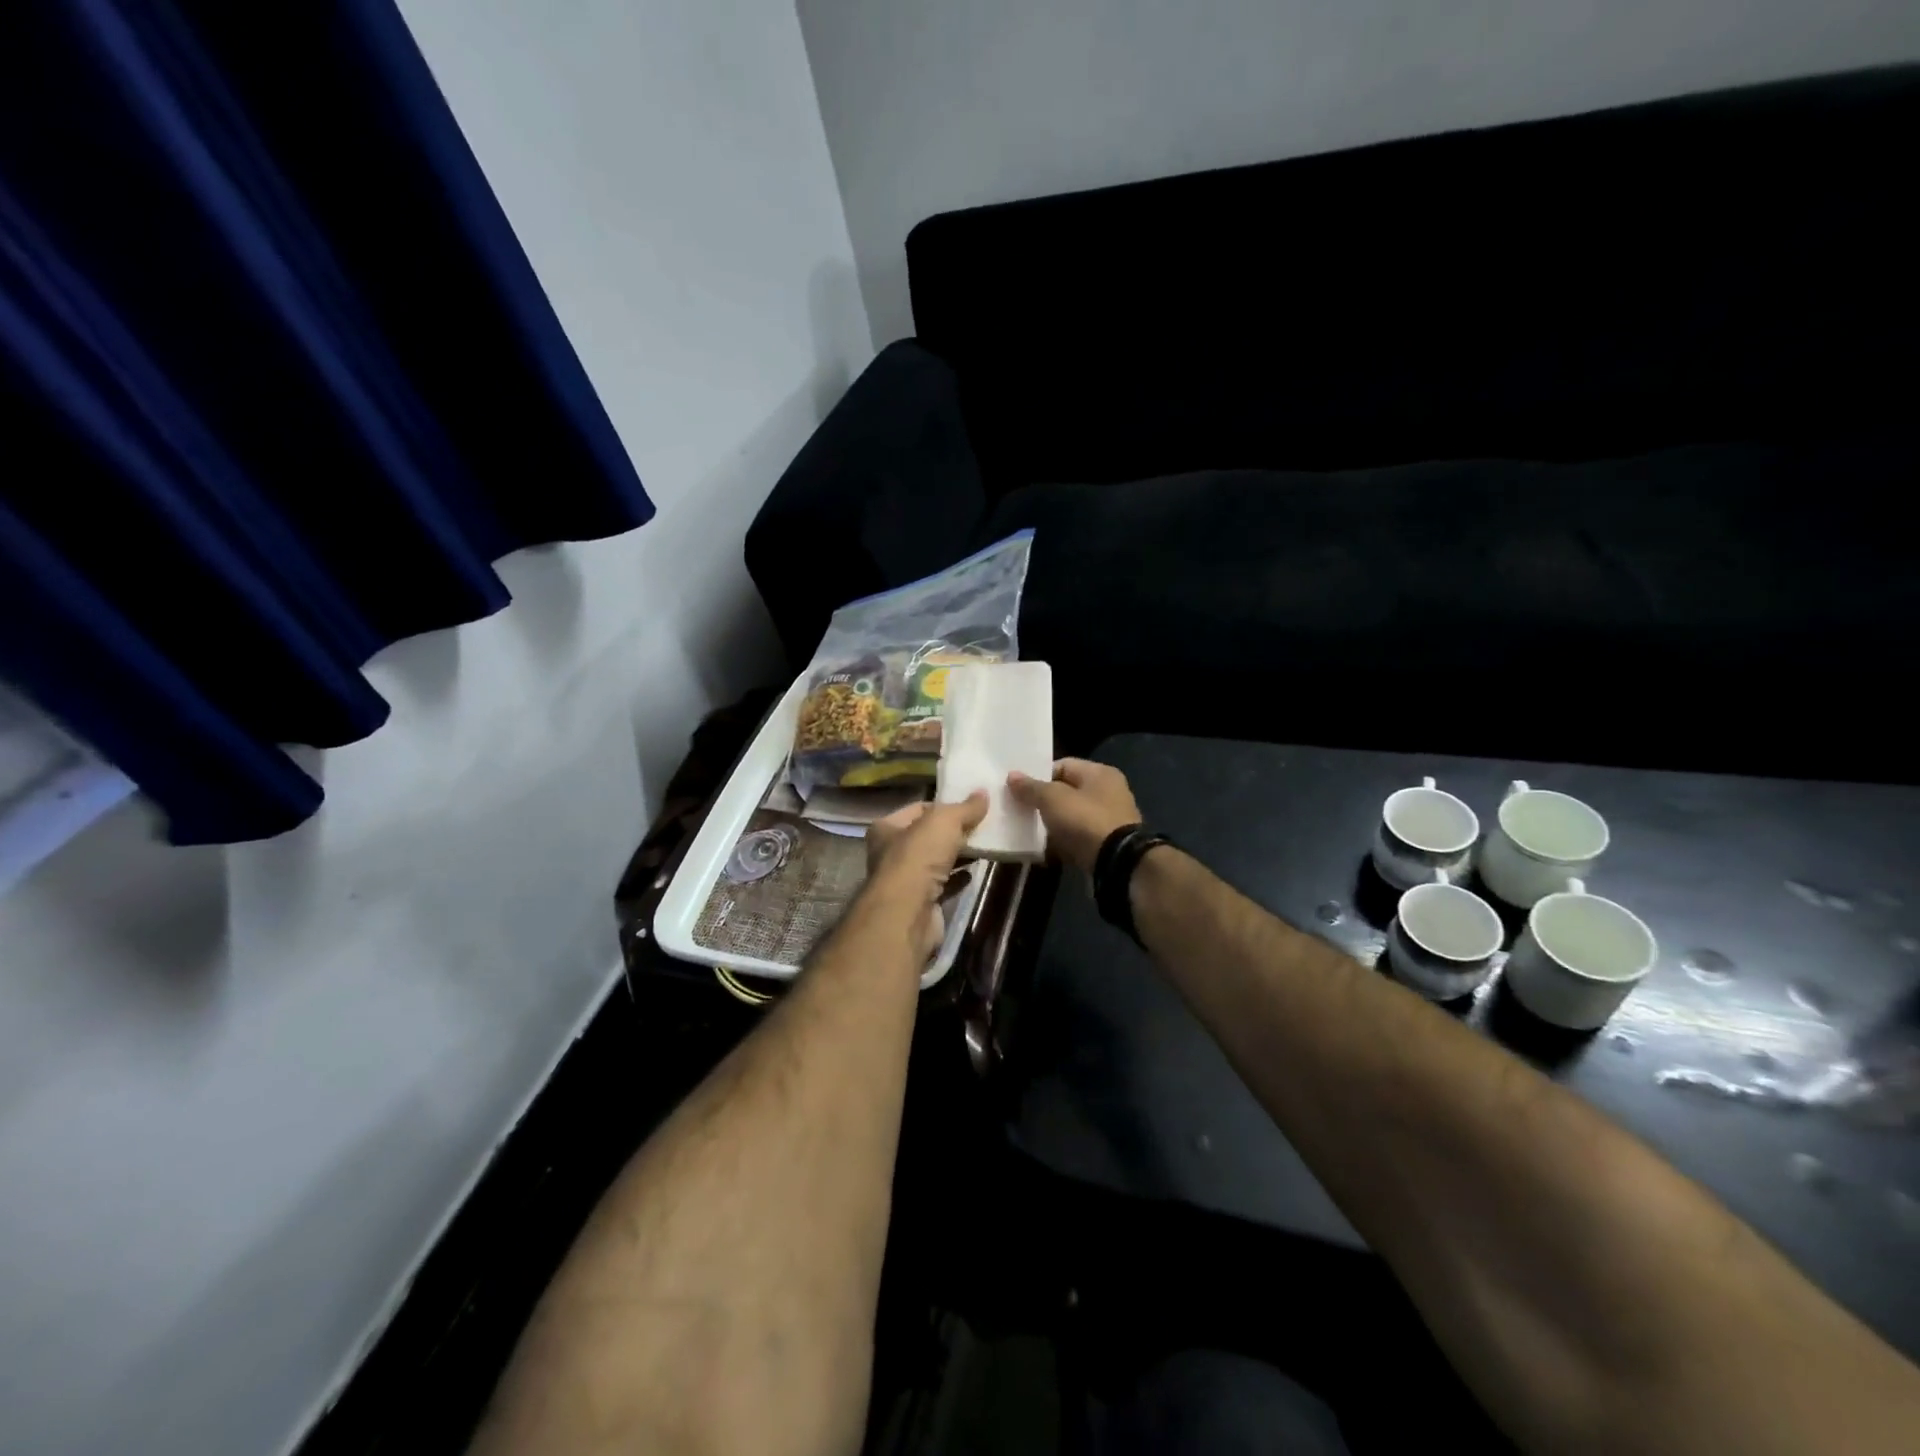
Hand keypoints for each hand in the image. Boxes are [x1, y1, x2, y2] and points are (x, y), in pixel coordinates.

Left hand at [862, 793, 987, 958]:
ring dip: (957, 855)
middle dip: (953, 833)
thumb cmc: (918, 857)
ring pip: (935, 861)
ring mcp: (904, 881)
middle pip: (927, 836)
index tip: (970, 808)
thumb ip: (965, 807)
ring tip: (983, 847)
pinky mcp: (919, 903)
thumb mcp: (944, 821)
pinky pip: (942, 884)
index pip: (918, 809)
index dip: (944, 806)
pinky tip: (974, 873)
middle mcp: (889, 853)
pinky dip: (957, 878)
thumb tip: (984, 793)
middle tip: (982, 827)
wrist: (908, 913)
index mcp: (886, 828)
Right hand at [1007, 758, 1141, 871]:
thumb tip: (1012, 775)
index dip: (1039, 775)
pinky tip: (1046, 849)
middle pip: (1067, 791)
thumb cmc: (1085, 820)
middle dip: (1044, 801)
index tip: (1019, 790)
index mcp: (1100, 773)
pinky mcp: (1107, 843)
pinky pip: (1079, 837)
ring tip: (1030, 830)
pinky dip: (1064, 841)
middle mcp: (1109, 791)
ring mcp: (1110, 819)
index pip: (1063, 765)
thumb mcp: (1053, 799)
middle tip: (1022, 810)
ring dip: (1053, 823)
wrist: (1117, 863)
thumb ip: (1031, 787)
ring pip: (1072, 816)